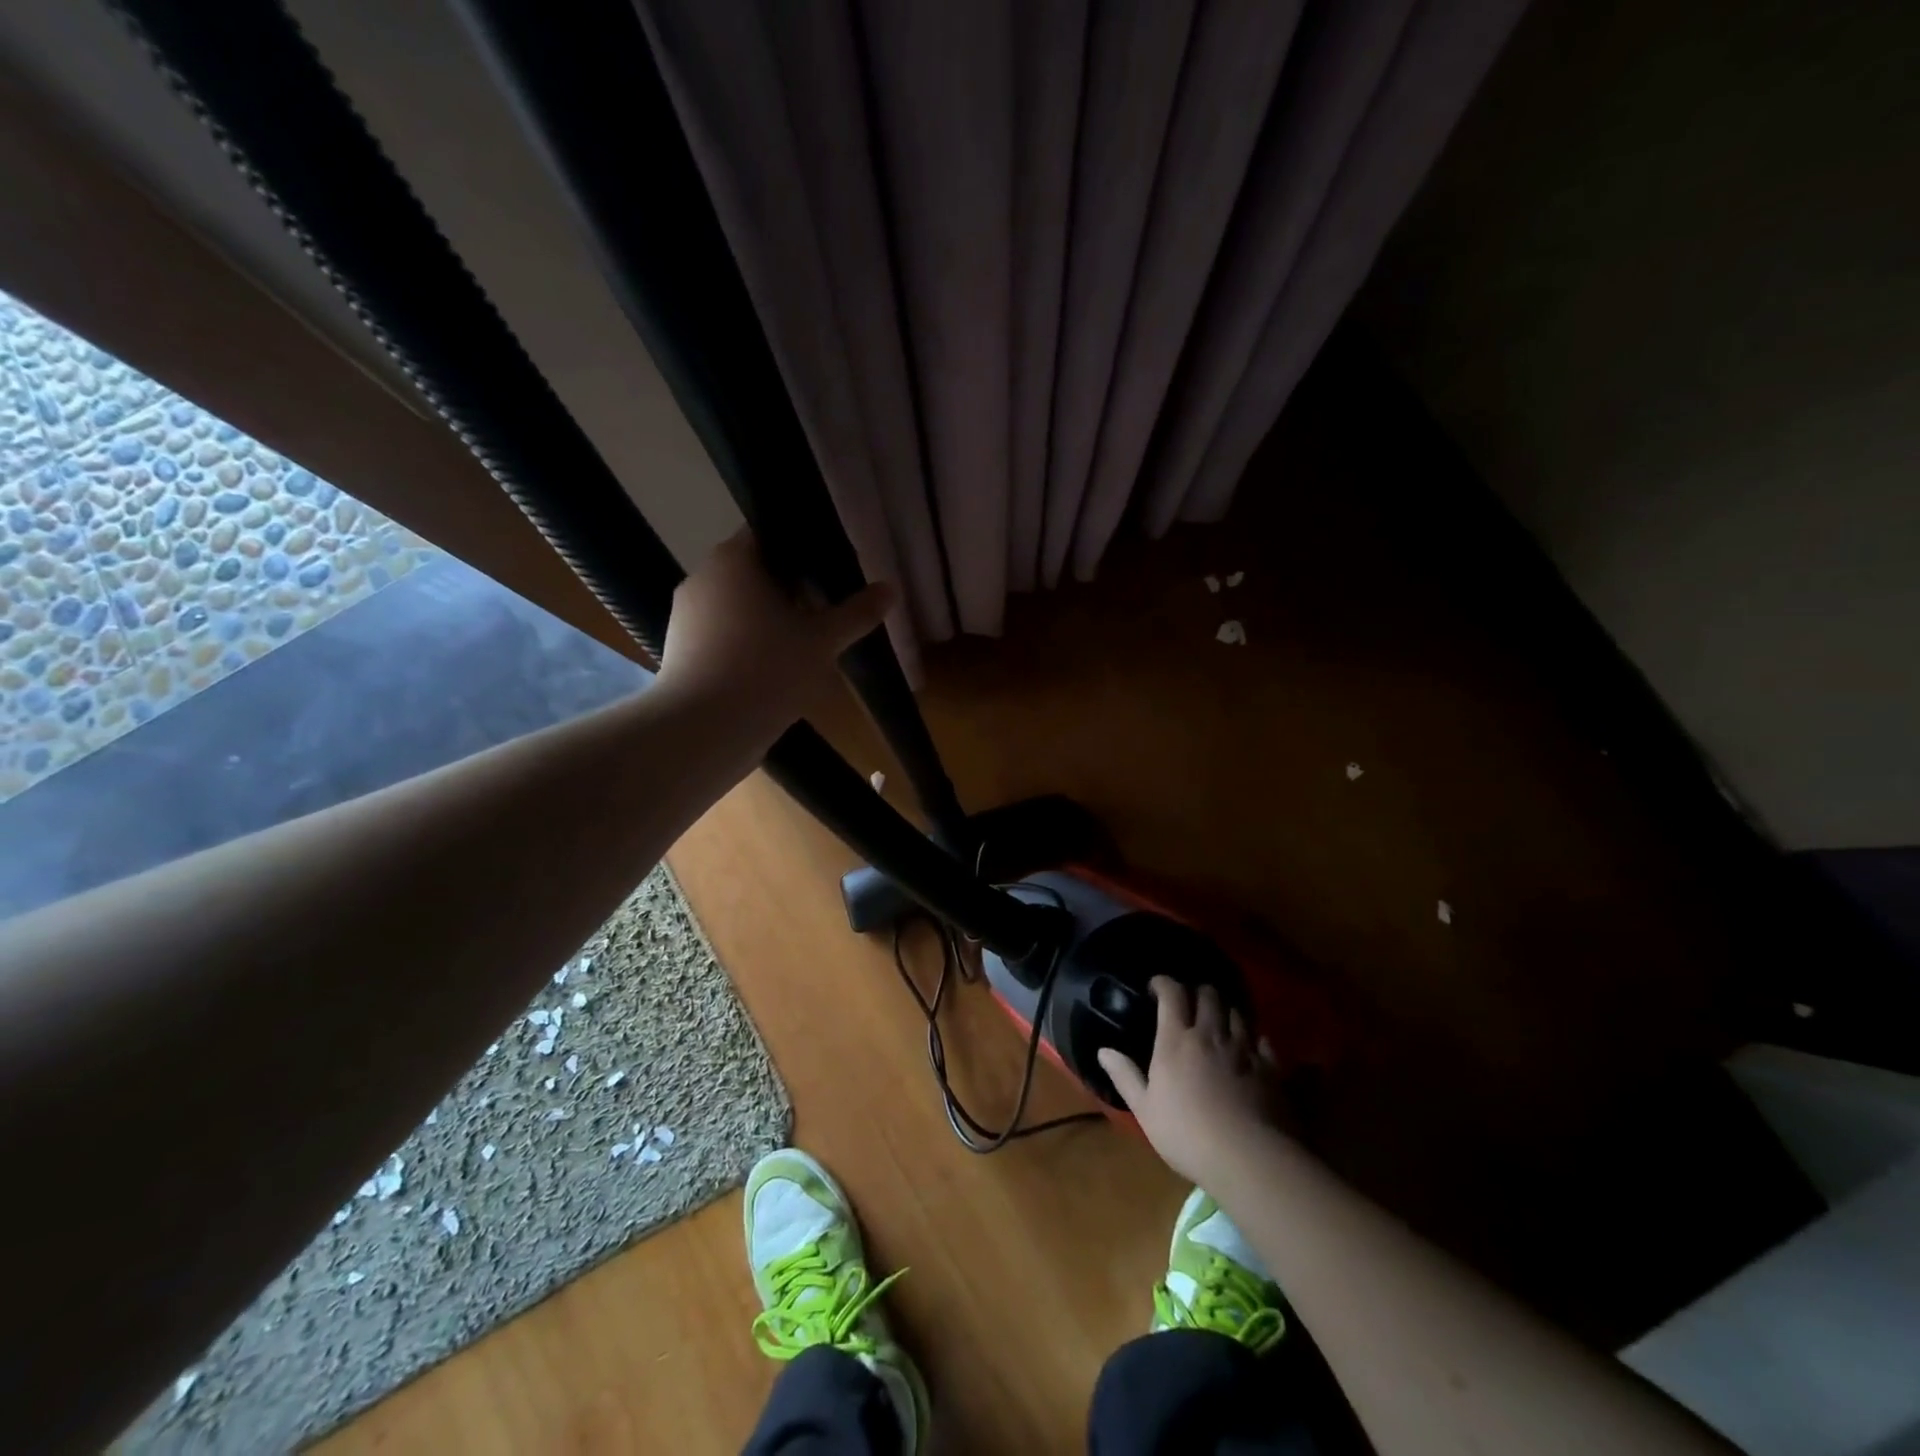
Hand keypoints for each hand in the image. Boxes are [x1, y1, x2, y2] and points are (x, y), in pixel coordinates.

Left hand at [656, 529, 893, 735]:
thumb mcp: (822, 641)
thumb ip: (856, 613)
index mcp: (733, 560)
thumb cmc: (767, 670)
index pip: (768, 535)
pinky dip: (746, 645)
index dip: (802, 550)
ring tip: (801, 647)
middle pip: (753, 572)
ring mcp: (685, 616)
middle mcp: (702, 578)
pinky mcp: (680, 652)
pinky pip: (721, 636)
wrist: (704, 730)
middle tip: (824, 613)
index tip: (829, 575)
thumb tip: (890, 589)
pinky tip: (772, 671)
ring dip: (768, 620)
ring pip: (737, 607)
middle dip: (789, 590)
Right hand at [1097, 978, 1288, 1186]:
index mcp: (1176, 1040)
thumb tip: (1103, 1050)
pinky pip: (1262, 1039)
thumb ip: (1125, 1076)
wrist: (1249, 1158)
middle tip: (1189, 1003)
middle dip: (1197, 992)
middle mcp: (1211, 1034)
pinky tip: (1250, 1047)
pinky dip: (1253, 1037)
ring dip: (1225, 1011)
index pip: (1172, 993)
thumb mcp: (1145, 1110)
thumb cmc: (1188, 1134)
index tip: (1156, 987)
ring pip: (1236, 1012)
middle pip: (1208, 995)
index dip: (1164, 983)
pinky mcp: (1271, 1067)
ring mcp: (1244, 1048)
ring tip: (1219, 1021)